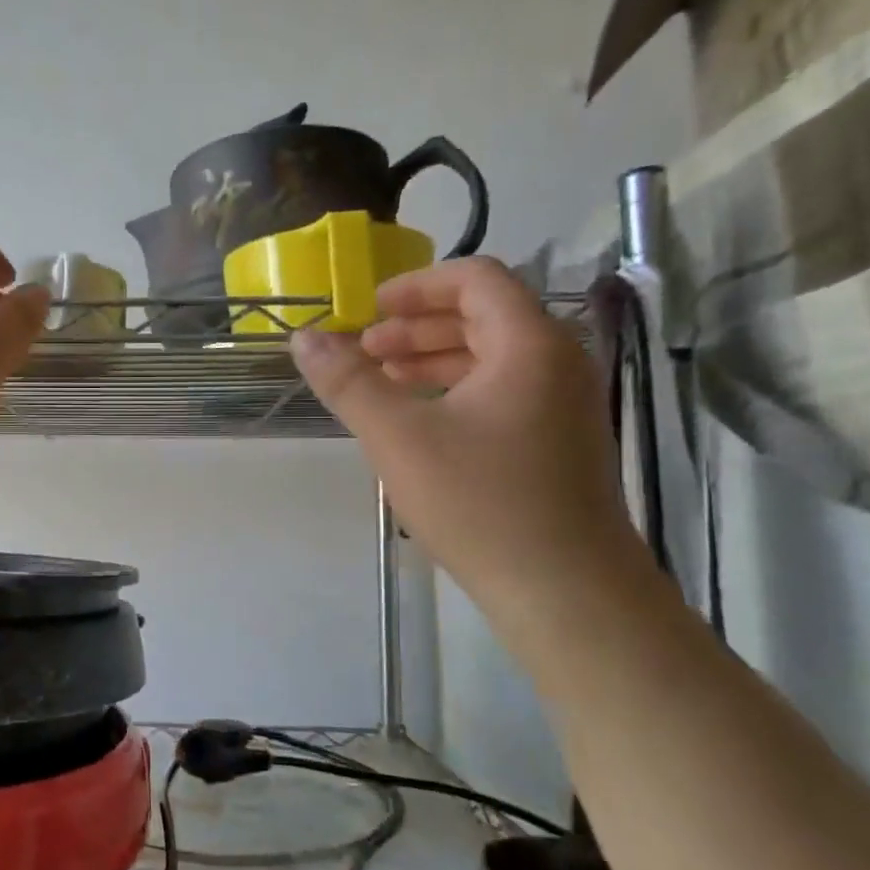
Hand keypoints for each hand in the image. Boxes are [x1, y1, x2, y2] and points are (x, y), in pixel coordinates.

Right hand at [290, 258, 643, 607]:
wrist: (565, 590)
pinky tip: (420, 421)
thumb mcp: (398, 437)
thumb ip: (348, 382)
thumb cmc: (480, 503)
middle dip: (417, 326)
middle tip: (364, 350)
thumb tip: (303, 337)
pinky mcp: (560, 440)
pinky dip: (457, 390)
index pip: (475, 279)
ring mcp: (564, 404)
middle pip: (484, 315)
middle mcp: (557, 362)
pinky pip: (504, 390)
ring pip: (493, 356)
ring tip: (383, 381)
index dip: (416, 285)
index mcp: (529, 345)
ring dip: (433, 358)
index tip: (368, 310)